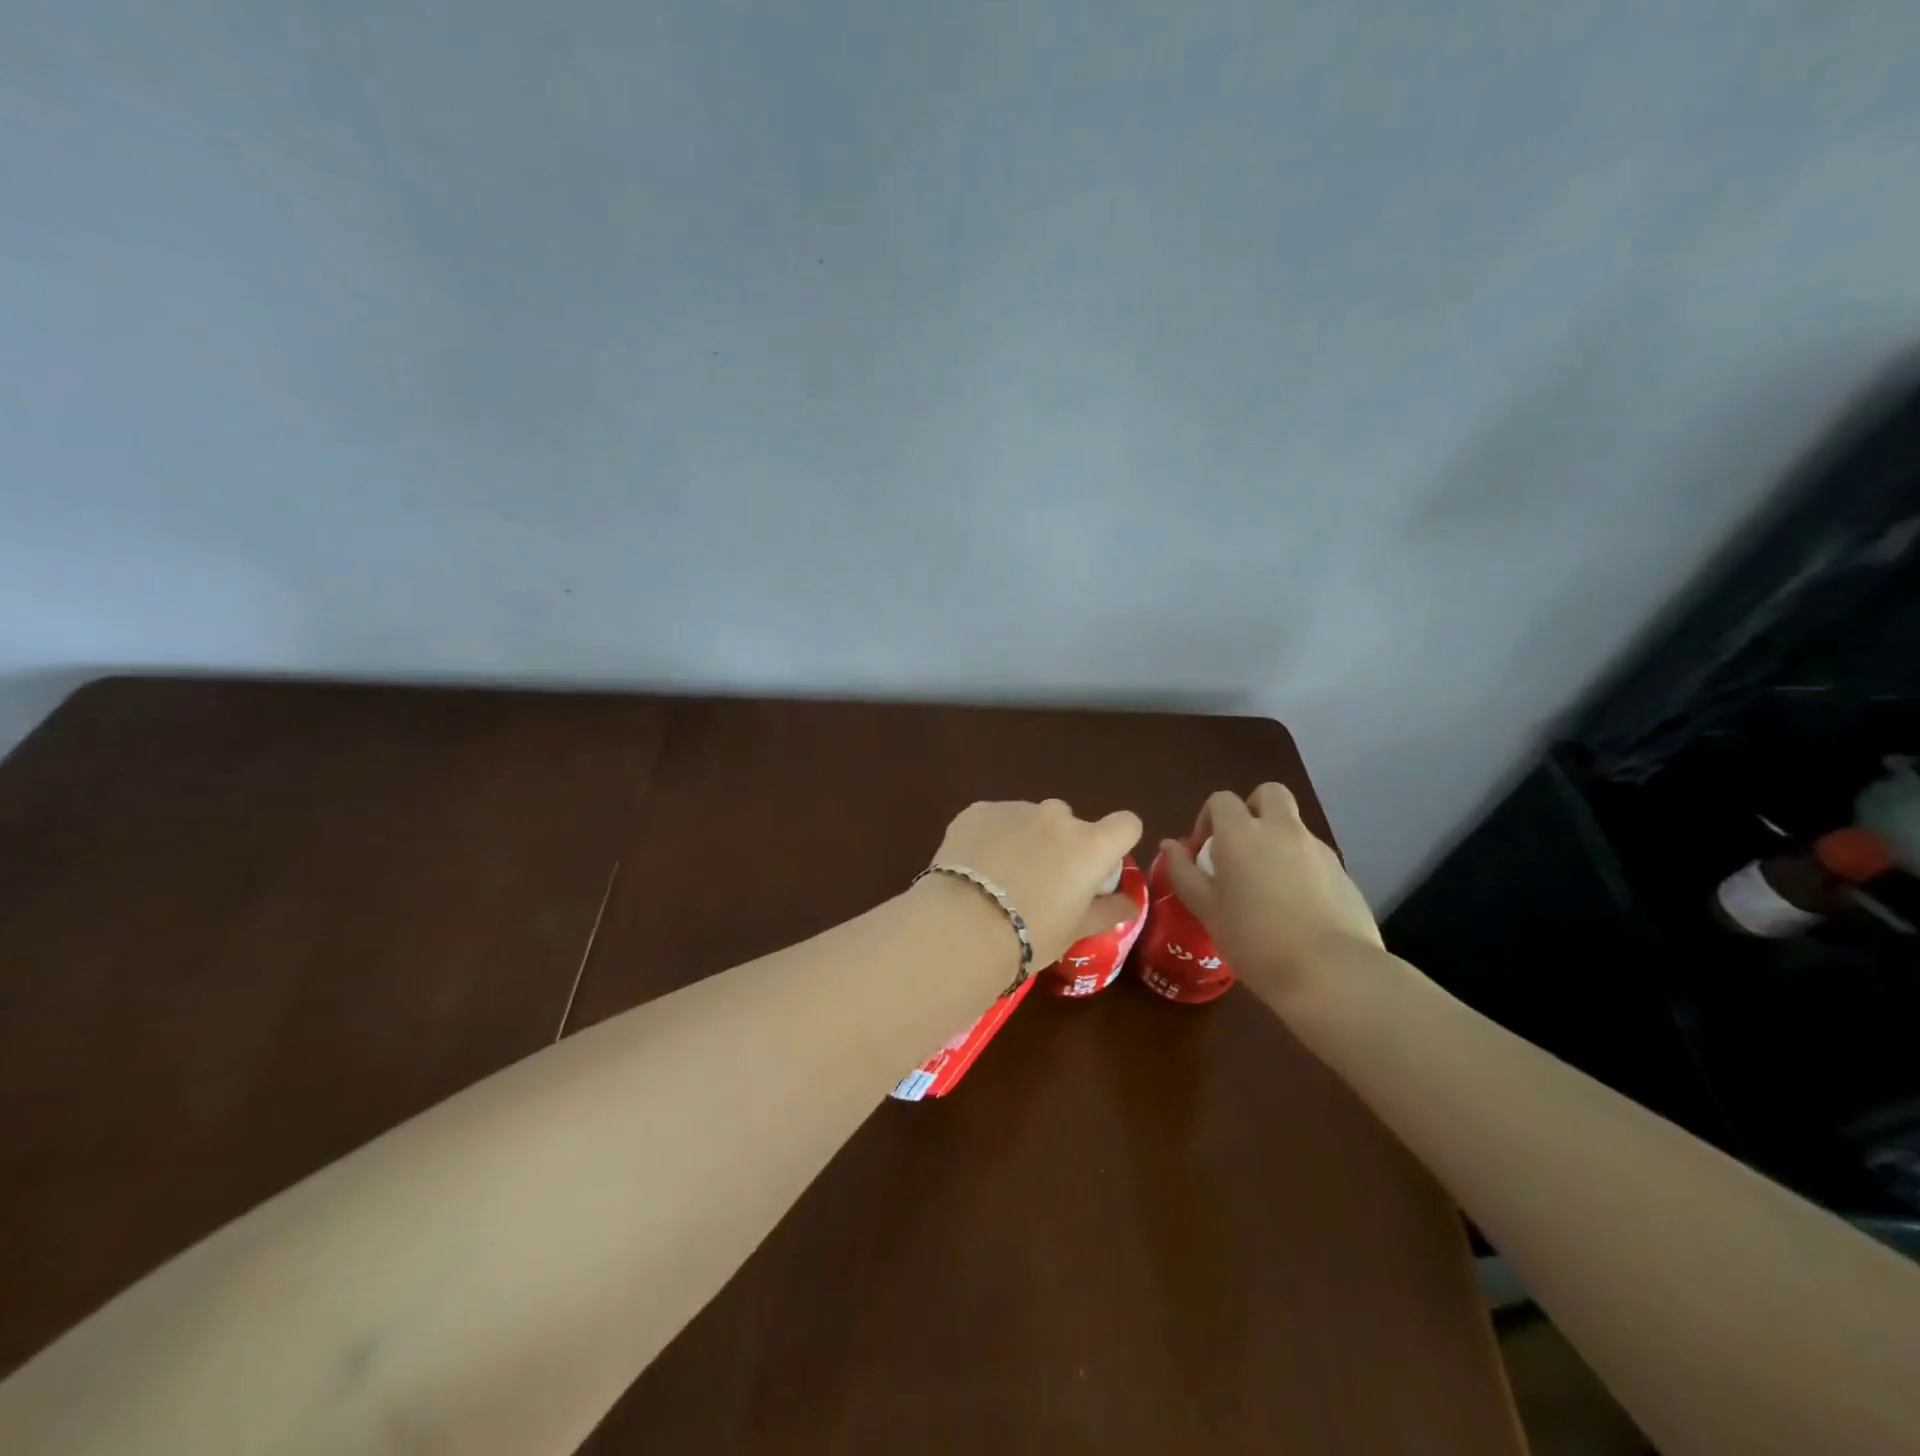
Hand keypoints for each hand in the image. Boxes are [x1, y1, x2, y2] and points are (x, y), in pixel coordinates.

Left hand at [927, 800, 1143, 970]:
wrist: (963, 926)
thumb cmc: (1030, 934)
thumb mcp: (1075, 931)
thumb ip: (1108, 911)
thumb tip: (1130, 904)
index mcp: (1090, 846)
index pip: (1126, 824)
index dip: (1116, 842)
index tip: (1099, 865)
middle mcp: (1056, 817)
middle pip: (1070, 823)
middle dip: (1061, 844)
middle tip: (1041, 881)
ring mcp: (1015, 809)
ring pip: (1029, 819)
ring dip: (1025, 838)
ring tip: (1001, 876)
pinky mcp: (978, 810)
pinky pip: (994, 819)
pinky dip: (991, 836)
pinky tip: (975, 866)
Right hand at [1160, 784, 1381, 996]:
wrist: (1331, 973)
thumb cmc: (1254, 940)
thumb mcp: (1206, 909)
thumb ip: (1184, 872)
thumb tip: (1170, 845)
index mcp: (1242, 834)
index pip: (1222, 800)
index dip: (1208, 819)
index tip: (1203, 853)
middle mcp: (1282, 830)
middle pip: (1268, 793)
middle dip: (1252, 809)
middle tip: (1240, 848)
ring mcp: (1318, 849)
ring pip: (1293, 826)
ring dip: (1276, 840)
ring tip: (1267, 887)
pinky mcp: (1343, 873)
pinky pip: (1314, 856)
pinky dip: (1300, 867)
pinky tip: (1295, 908)